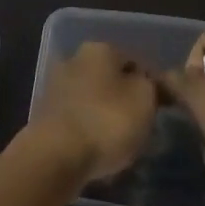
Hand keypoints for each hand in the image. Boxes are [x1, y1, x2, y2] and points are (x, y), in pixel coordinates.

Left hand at [30, 41, 158, 181]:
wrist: (54, 156)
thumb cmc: (106, 121)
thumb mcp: (144, 99)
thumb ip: (151, 86)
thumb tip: (147, 83)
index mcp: (100, 49)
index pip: (134, 62)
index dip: (150, 85)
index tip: (159, 110)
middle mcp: (75, 59)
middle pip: (110, 79)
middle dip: (123, 99)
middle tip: (140, 127)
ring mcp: (56, 87)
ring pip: (92, 100)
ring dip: (104, 116)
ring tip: (119, 145)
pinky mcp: (45, 116)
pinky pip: (76, 121)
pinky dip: (87, 132)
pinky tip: (96, 153)